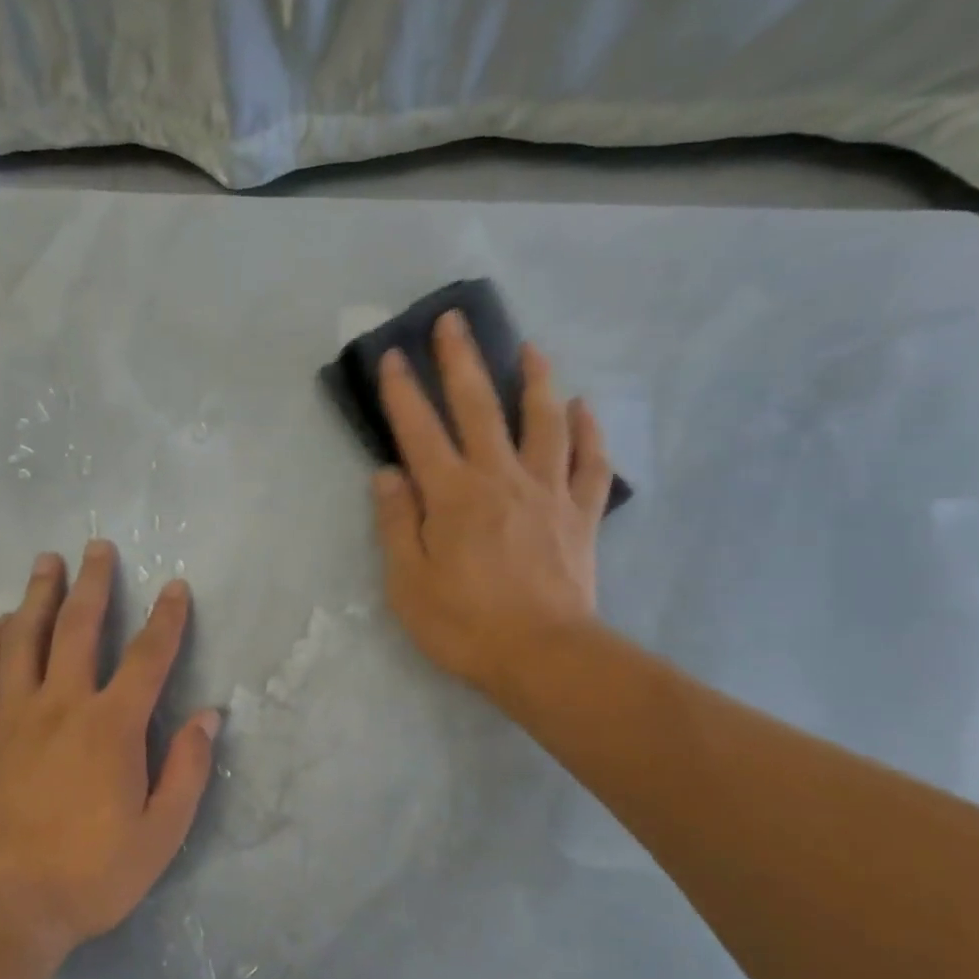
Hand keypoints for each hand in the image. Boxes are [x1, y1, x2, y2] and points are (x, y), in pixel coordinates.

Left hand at [0, 541, 220, 958]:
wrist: (3, 906)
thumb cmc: (90, 873)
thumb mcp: (161, 833)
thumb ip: (188, 770)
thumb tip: (209, 716)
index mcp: (111, 726)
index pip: (148, 657)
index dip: (166, 618)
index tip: (174, 587)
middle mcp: (62, 705)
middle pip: (78, 627)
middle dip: (93, 583)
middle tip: (97, 546)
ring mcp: (14, 716)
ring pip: (24, 639)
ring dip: (37, 596)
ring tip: (45, 563)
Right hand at [371, 309, 613, 704]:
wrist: (542, 656)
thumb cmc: (464, 624)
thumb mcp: (408, 581)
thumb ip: (398, 522)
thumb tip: (387, 474)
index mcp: (453, 495)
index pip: (420, 431)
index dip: (404, 392)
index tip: (394, 356)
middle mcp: (500, 479)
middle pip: (480, 407)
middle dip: (463, 361)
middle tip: (454, 322)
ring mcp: (547, 492)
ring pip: (544, 421)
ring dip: (535, 380)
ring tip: (530, 349)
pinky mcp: (580, 514)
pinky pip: (590, 463)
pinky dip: (589, 432)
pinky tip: (584, 408)